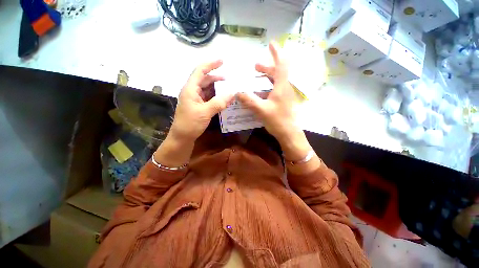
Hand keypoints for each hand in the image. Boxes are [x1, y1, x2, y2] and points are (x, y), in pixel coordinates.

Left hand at [169, 60, 233, 142]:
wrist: (182, 138)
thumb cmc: (190, 124)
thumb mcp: (205, 112)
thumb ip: (219, 102)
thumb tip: (232, 93)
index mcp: (190, 89)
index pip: (199, 71)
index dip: (210, 65)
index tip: (222, 61)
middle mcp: (192, 92)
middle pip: (204, 80)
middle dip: (216, 78)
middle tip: (229, 79)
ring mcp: (195, 99)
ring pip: (207, 89)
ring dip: (217, 89)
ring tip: (229, 89)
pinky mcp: (199, 106)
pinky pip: (209, 98)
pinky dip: (216, 97)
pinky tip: (224, 99)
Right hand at [236, 42, 296, 142]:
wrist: (289, 133)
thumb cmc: (277, 120)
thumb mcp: (261, 110)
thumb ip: (249, 100)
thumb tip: (237, 92)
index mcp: (282, 87)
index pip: (281, 65)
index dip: (276, 53)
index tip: (271, 44)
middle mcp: (285, 88)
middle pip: (277, 73)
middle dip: (266, 67)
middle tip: (255, 66)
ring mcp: (284, 95)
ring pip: (276, 82)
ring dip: (266, 78)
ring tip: (256, 78)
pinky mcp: (283, 101)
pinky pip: (274, 90)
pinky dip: (267, 88)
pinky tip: (259, 93)